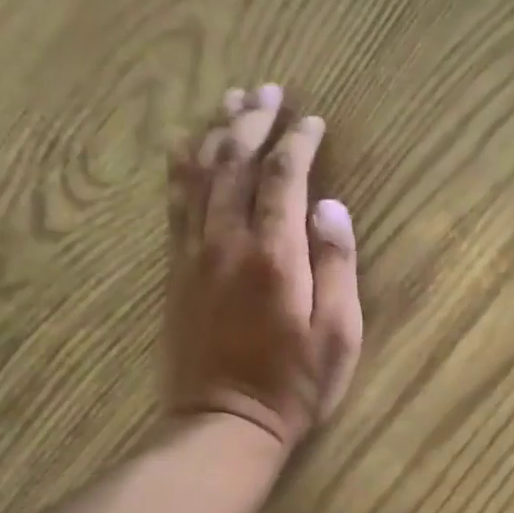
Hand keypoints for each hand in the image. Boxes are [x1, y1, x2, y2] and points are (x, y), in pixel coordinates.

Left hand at [165, 83, 363, 453]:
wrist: (224, 422)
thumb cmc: (295, 385)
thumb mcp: (338, 333)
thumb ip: (337, 266)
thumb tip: (331, 206)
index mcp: (275, 255)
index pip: (284, 177)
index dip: (299, 142)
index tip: (313, 121)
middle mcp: (228, 241)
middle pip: (235, 162)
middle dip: (253, 120)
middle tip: (268, 90)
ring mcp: (195, 253)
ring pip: (200, 174)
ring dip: (216, 132)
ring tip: (230, 101)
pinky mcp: (176, 269)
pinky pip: (175, 203)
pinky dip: (182, 166)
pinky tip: (187, 146)